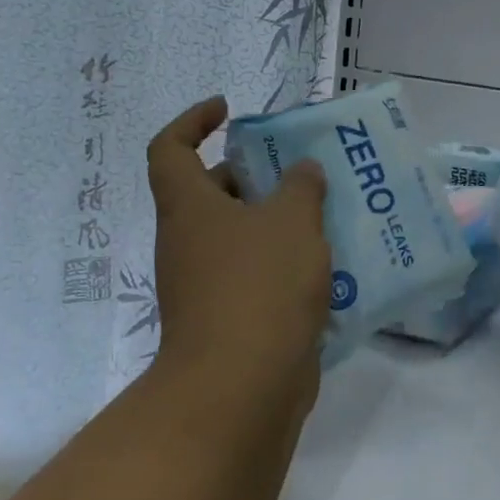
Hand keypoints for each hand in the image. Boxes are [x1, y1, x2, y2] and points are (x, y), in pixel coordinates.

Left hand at [148, 96, 333, 401]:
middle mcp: (188, 242)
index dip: (192, 121)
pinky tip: (329, 264)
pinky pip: (256, 274)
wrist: (240, 389)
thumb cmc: (259, 285)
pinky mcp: (228, 319)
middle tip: (302, 168)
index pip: (169, 148)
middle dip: (255, 174)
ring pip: (240, 235)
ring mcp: (204, 284)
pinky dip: (284, 263)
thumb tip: (301, 172)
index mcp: (189, 207)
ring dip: (278, 221)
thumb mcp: (291, 220)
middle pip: (212, 192)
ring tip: (327, 211)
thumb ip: (301, 186)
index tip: (228, 110)